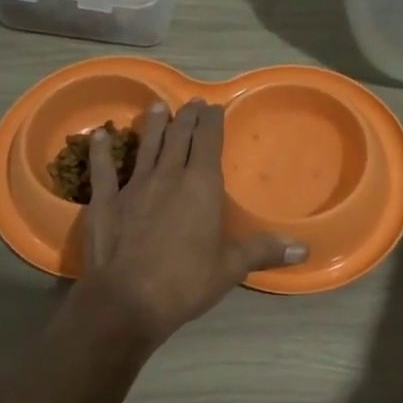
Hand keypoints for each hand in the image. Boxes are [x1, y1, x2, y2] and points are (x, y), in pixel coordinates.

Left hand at [75, 99, 304, 345]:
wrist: (127, 300)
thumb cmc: (185, 282)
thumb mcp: (230, 268)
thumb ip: (263, 251)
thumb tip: (304, 249)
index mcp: (201, 186)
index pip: (208, 142)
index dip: (212, 121)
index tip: (214, 106)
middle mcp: (168, 176)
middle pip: (178, 137)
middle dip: (187, 117)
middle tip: (191, 103)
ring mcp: (134, 186)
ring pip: (145, 146)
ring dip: (152, 125)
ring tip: (157, 106)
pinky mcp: (105, 201)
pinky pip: (103, 169)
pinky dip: (100, 151)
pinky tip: (99, 135)